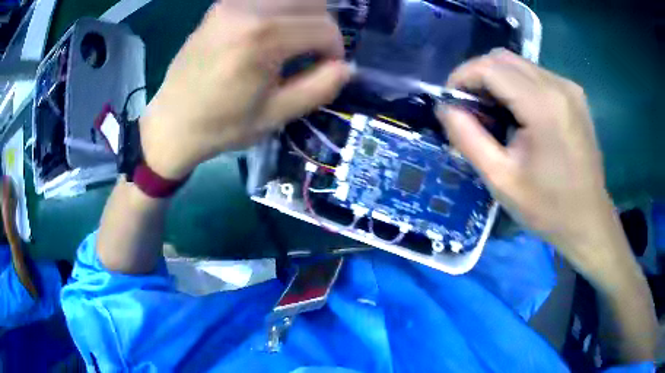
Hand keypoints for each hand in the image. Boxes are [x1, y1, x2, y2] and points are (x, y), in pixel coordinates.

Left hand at [140, 0, 350, 179]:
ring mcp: (231, 4)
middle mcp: (248, 10)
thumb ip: (320, 88)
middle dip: (324, 27)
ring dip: (305, 14)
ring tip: (296, 40)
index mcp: (263, 39)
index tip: (327, 67)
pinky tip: (274, 30)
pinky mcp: (220, 5)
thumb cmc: (221, 125)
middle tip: (313, 53)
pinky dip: (281, 9)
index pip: (324, 27)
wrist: (171, 122)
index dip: (335, 48)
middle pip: (312, 3)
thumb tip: (347, 67)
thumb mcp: (276, 115)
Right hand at [438, 49, 621, 275]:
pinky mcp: (575, 96)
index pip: (490, 67)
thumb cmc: (548, 208)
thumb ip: (467, 138)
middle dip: (478, 77)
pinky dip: (518, 86)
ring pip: (520, 65)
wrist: (588, 221)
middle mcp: (558, 85)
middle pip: (504, 59)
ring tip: (493, 115)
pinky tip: (518, 115)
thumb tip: (445, 108)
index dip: (462, 77)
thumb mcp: (500, 180)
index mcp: (543, 105)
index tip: (450, 101)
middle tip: (469, 108)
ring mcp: (570, 88)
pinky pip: (536, 76)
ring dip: (498, 81)